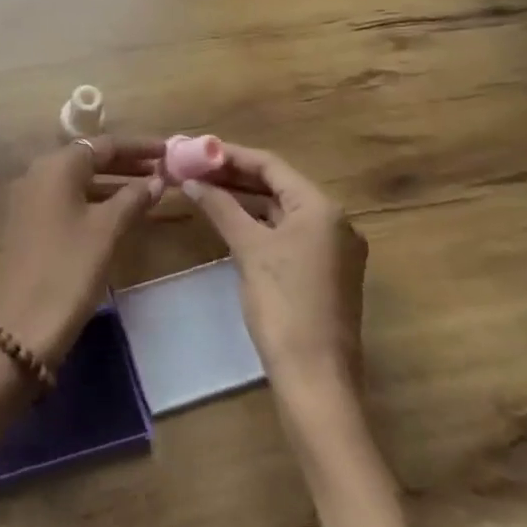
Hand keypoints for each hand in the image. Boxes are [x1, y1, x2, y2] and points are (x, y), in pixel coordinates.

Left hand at [0, 137, 164, 366]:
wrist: (23, 324)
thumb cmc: (69, 268)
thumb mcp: (107, 230)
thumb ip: (134, 198)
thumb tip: (158, 179)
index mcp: (56, 166)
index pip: (103, 144)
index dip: (139, 146)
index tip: (170, 150)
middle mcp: (39, 173)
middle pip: (89, 158)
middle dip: (127, 163)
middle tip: (165, 170)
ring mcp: (31, 199)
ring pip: (79, 180)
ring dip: (113, 182)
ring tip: (150, 190)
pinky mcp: (29, 223)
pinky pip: (68, 199)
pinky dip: (96, 199)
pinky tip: (121, 212)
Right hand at [180, 144, 366, 387]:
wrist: (316, 377)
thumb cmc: (283, 304)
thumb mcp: (248, 249)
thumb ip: (220, 207)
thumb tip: (191, 180)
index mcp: (321, 207)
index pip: (270, 165)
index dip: (230, 155)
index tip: (196, 150)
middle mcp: (335, 220)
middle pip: (278, 185)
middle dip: (235, 176)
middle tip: (195, 169)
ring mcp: (334, 248)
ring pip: (283, 209)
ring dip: (245, 199)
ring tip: (205, 190)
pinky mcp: (327, 271)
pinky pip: (289, 232)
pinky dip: (260, 223)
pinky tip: (231, 222)